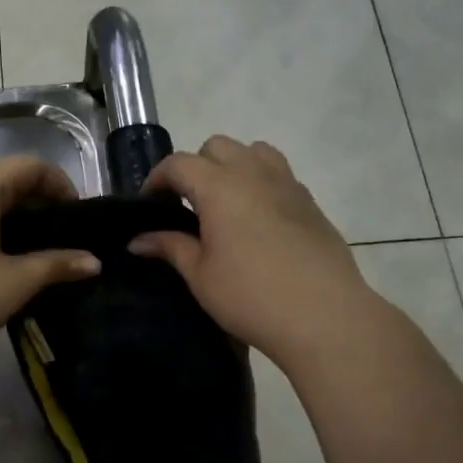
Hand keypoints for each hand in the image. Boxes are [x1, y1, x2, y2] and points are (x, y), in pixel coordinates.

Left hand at [0, 156, 100, 374]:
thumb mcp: (15, 282)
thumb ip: (57, 265)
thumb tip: (94, 262)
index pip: (28, 166)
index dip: (61, 185)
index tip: (79, 218)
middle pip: (7, 180)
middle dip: (41, 205)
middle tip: (65, 239)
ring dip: (17, 220)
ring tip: (40, 254)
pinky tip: (3, 263)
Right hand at [131, 136, 374, 368]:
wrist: (325, 316)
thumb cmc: (251, 297)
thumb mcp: (201, 276)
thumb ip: (170, 247)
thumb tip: (137, 240)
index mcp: (220, 186)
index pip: (179, 163)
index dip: (158, 179)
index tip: (150, 205)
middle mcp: (254, 174)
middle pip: (217, 147)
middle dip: (195, 166)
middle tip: (187, 204)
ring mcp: (288, 184)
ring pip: (254, 151)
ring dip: (233, 166)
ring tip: (226, 202)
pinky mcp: (311, 202)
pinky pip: (279, 174)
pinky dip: (260, 183)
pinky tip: (258, 220)